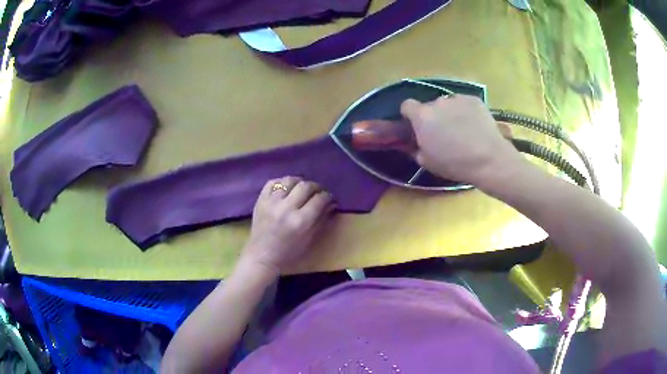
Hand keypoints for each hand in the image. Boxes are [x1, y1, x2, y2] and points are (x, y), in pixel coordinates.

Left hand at [241, 176, 334, 274]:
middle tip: (318, 192)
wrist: (262, 256)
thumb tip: (332, 203)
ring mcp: (271, 202)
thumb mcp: (310, 239)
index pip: (319, 199)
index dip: (328, 196)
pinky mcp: (260, 200)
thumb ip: (321, 219)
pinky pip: (272, 182)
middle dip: (316, 187)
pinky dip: (282, 182)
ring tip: (302, 188)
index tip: (329, 198)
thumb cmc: (289, 253)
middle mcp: (286, 208)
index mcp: (300, 221)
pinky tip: (287, 188)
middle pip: (306, 186)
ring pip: (289, 180)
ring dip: (299, 182)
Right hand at [401, 95, 519, 183]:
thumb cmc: (454, 164)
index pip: (407, 106)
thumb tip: (416, 142)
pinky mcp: (474, 99)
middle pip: (430, 106)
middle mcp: (437, 102)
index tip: (416, 126)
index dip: (410, 115)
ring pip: (448, 104)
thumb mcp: (426, 162)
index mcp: (422, 116)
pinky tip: (474, 126)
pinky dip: (466, 112)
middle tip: (443, 133)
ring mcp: (457, 98)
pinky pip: (464, 103)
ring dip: (450, 113)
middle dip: (433, 116)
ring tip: (462, 129)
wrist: (488, 159)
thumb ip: (416, 147)